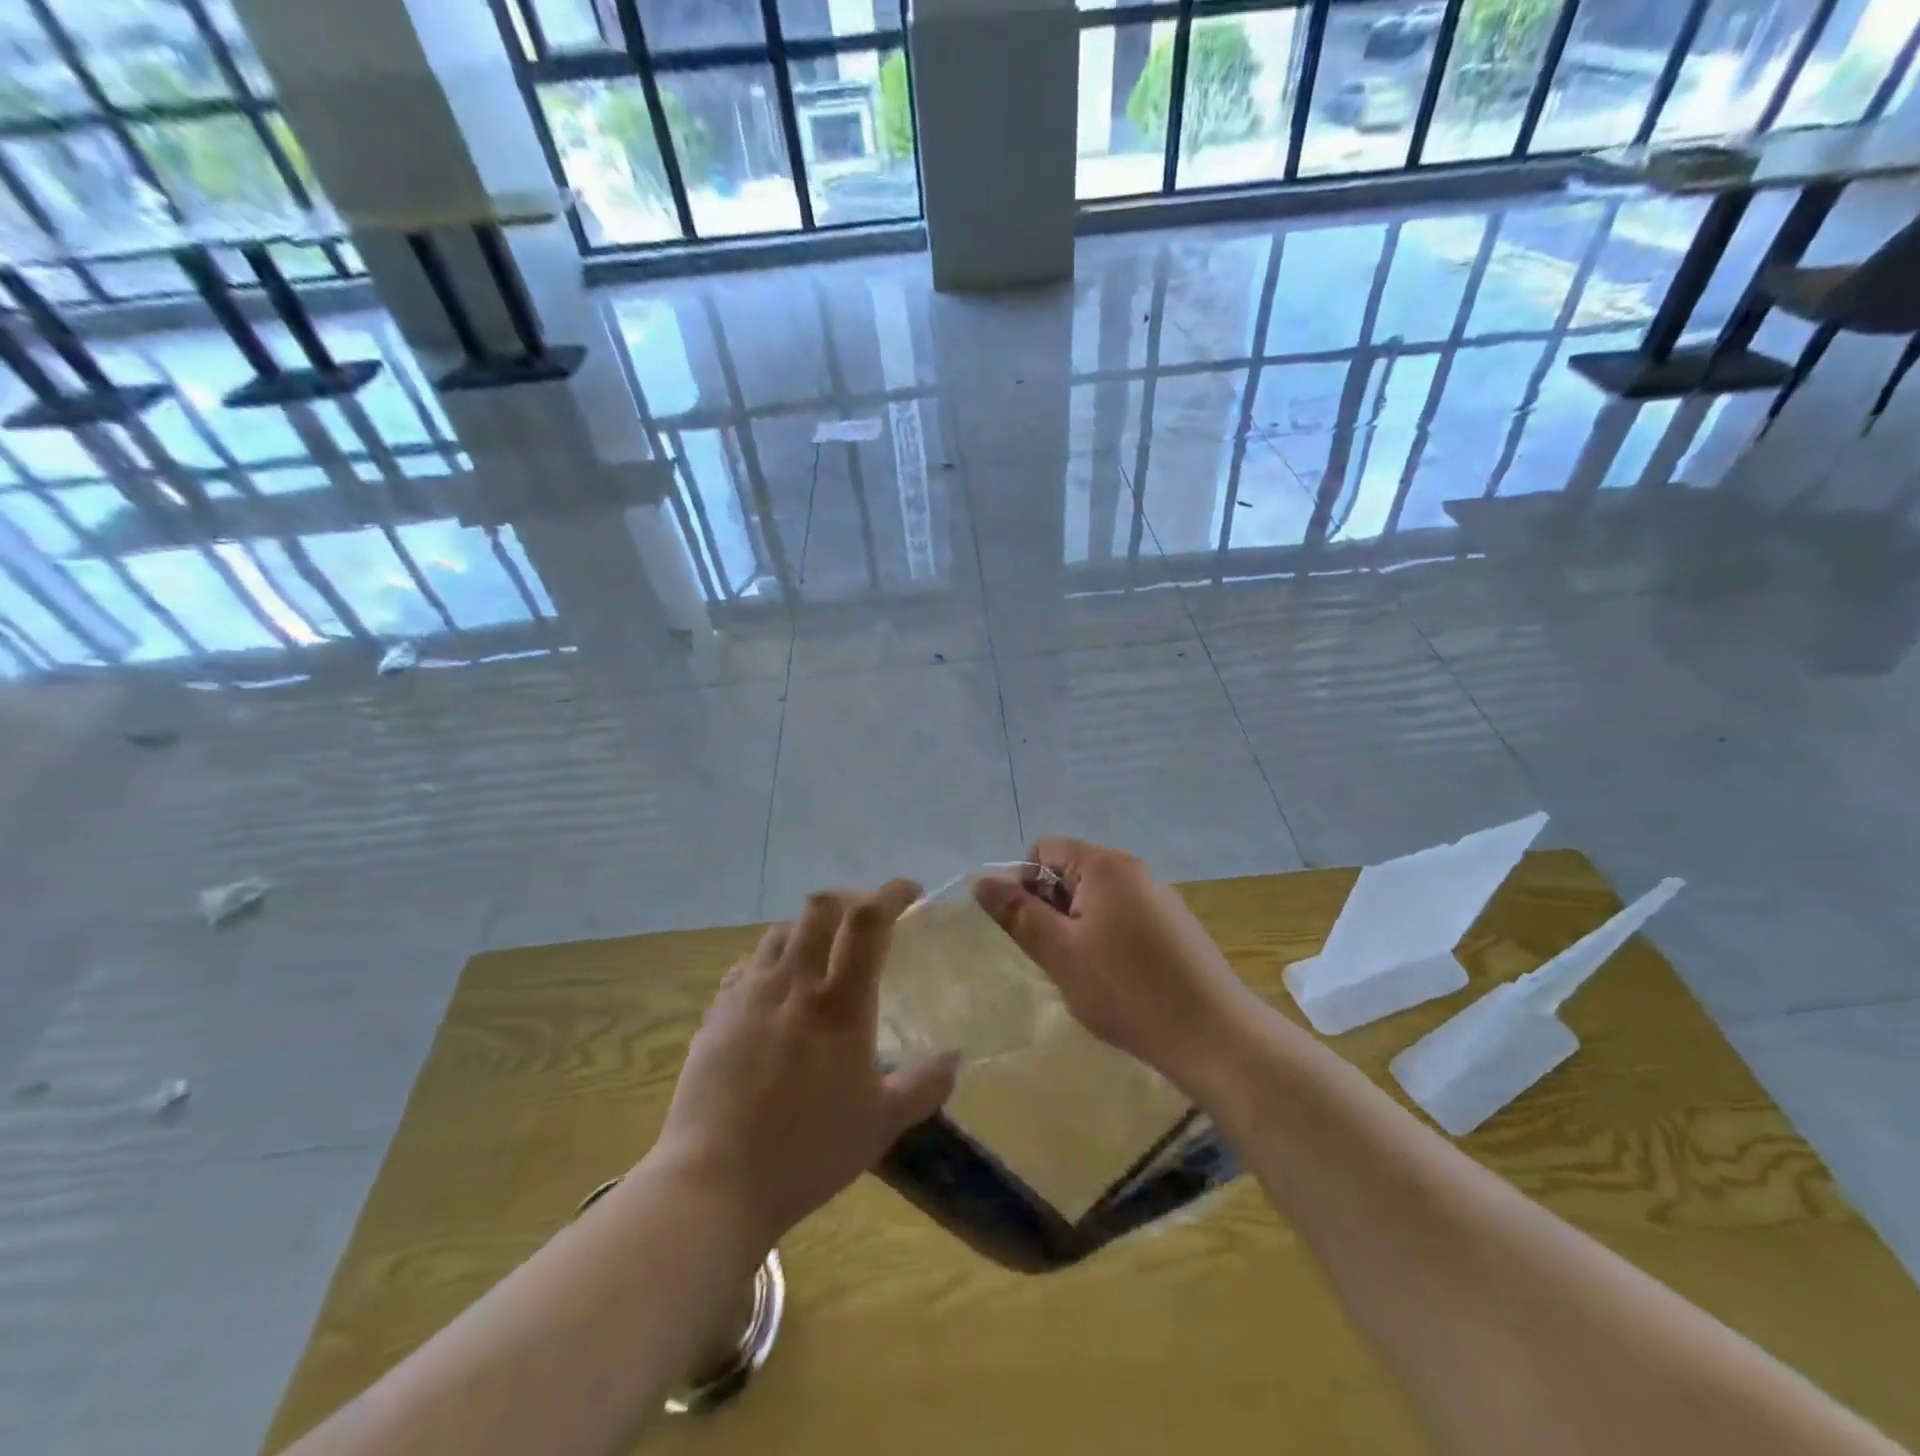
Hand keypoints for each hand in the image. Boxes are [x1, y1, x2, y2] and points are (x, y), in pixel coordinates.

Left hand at [653, 882, 959, 1247]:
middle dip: (849, 900)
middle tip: (866, 921)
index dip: (891, 894)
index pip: (867, 921)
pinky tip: (778, 990)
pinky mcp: (717, 1012)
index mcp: (839, 1003)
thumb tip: (954, 1058)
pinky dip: (773, 960)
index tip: (911, 891)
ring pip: (781, 930)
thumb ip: (923, 1085)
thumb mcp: (881, 1124)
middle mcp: (793, 983)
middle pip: (819, 907)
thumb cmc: (806, 1152)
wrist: (713, 1183)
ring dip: (809, 929)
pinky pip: (749, 964)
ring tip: (822, 955)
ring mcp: (748, 993)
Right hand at [973, 838, 1262, 1094]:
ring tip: (1088, 973)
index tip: (1031, 930)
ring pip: (1097, 897)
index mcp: (1105, 865)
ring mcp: (1159, 896)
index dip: (1025, 884)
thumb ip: (1017, 913)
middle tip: (1058, 956)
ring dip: (1079, 927)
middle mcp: (1133, 869)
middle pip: (1070, 870)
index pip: (1043, 849)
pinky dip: (1108, 938)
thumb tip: (981, 881)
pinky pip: (1124, 916)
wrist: (1213, 1034)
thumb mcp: (1059, 952)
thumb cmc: (1126, 990)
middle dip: (1052, 908)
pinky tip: (1119, 980)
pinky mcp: (1175, 924)